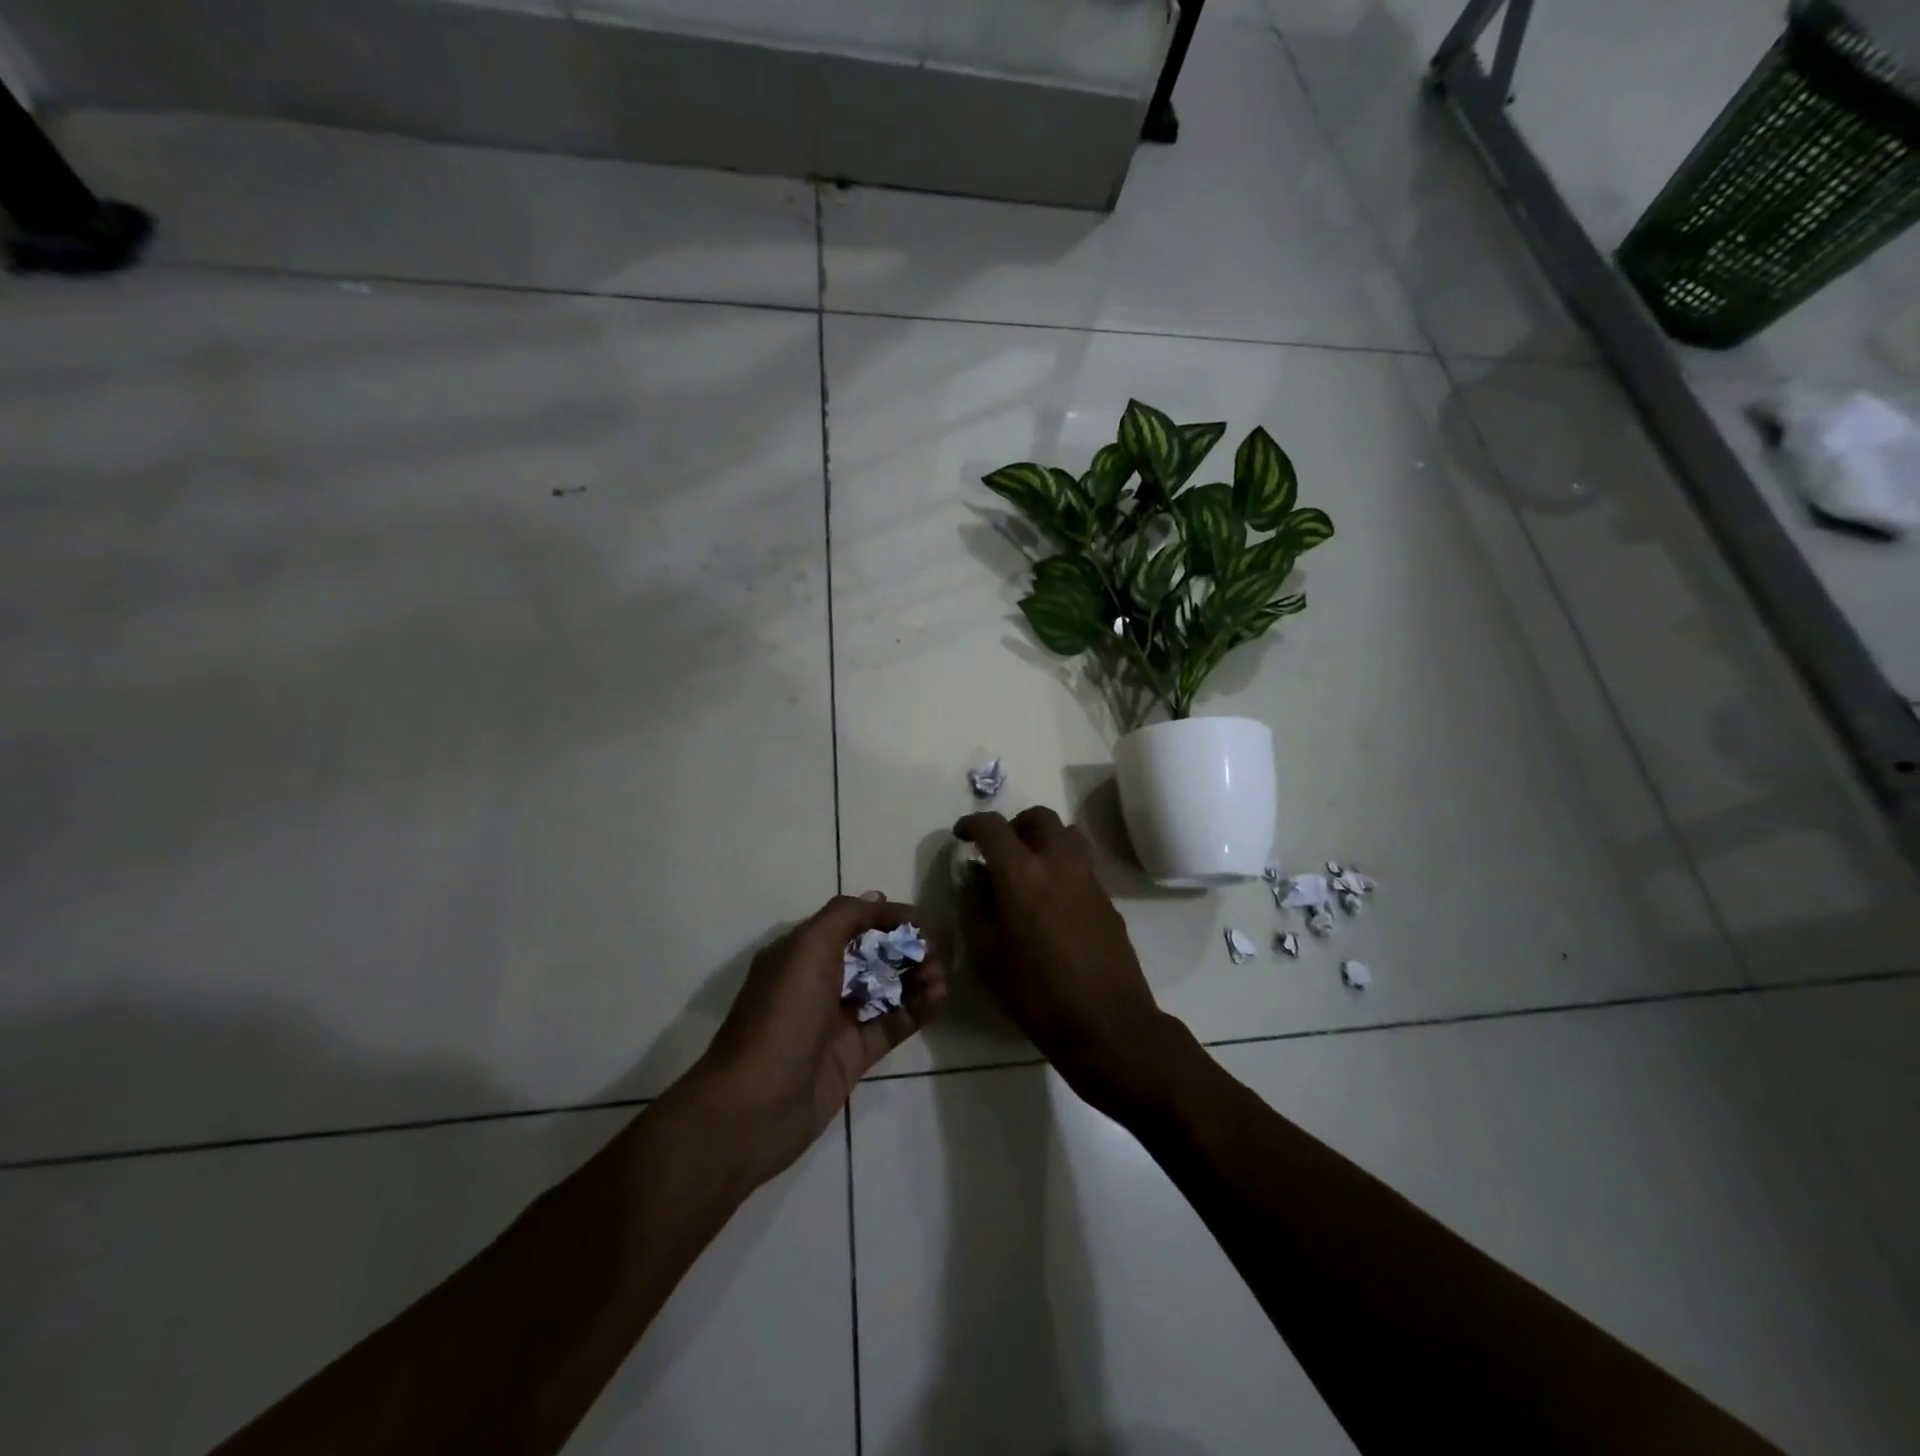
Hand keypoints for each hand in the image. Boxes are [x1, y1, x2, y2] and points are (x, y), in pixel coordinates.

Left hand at [691, 893, 946, 1184]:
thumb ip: (844, 918)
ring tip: (940, 976)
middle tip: (933, 950)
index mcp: (800, 954)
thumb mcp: (807, 950)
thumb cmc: (781, 1016)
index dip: (882, 918)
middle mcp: (818, 983)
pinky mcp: (854, 1056)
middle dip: (903, 948)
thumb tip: (877, 898)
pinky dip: (916, 1009)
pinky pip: (891, 1024)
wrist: (754, 1107)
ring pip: (884, 989)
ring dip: (914, 977)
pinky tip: (938, 998)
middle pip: (870, 956)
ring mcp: (837, 1021)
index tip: (917, 920)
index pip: (848, 923)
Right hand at [954, 807, 1179, 1113]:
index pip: (994, 828)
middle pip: (1039, 818)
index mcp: (1022, 875)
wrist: (1107, 1025)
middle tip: (998, 850)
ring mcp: (1089, 879)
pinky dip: (1062, 864)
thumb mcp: (988, 957)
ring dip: (1043, 839)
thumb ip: (976, 908)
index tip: (962, 835)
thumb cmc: (1037, 995)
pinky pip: (1082, 863)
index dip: (973, 824)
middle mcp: (1059, 864)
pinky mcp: (1108, 899)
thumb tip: (975, 879)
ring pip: (1067, 834)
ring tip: (1027, 868)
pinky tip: (1051, 900)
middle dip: (1014, 825)